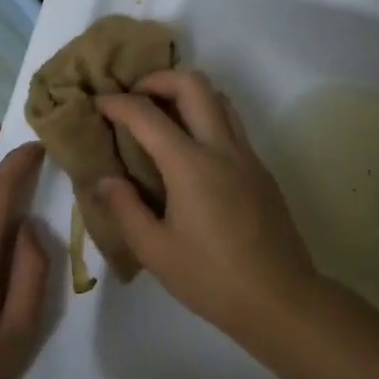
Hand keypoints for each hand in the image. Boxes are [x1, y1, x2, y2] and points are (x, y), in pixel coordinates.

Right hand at [94, 71, 321, 345]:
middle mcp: (222, 149)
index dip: (117, 103)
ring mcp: (247, 157)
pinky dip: (206, 118)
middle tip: (134, 98)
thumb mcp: (155, 251)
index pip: (147, 115)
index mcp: (191, 166)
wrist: (281, 300)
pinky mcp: (261, 171)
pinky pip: (232, 126)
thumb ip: (125, 209)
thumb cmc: (212, 279)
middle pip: (194, 84)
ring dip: (187, 94)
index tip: (98, 104)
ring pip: (220, 99)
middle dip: (158, 79)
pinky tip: (189, 153)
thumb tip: (105, 180)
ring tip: (161, 118)